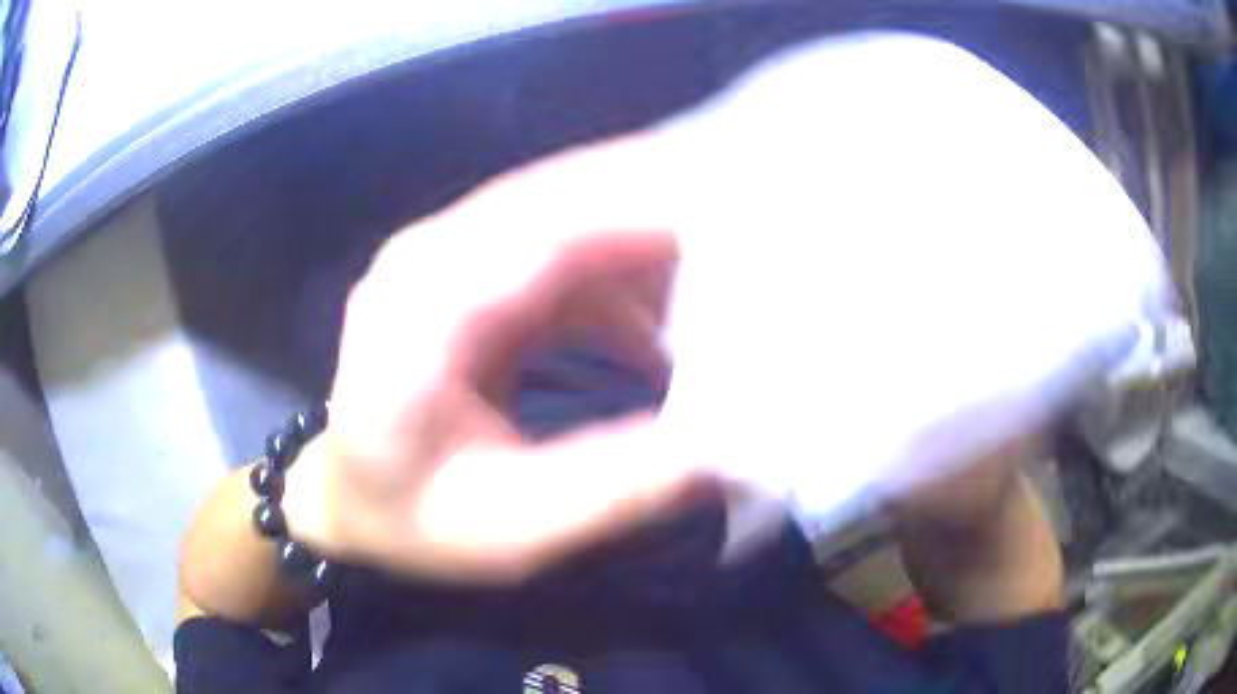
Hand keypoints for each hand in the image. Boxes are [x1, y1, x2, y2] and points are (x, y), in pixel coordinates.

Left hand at [288, 139, 702, 583]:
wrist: (347, 495)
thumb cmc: (410, 520)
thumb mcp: (512, 530)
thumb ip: (616, 488)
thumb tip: (728, 446)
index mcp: (417, 318)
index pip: (535, 234)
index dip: (639, 216)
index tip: (736, 222)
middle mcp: (427, 258)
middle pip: (557, 200)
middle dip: (661, 210)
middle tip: (754, 240)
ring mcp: (447, 254)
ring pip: (567, 214)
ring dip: (649, 245)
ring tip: (728, 291)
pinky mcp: (470, 269)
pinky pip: (561, 247)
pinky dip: (622, 277)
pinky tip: (664, 333)